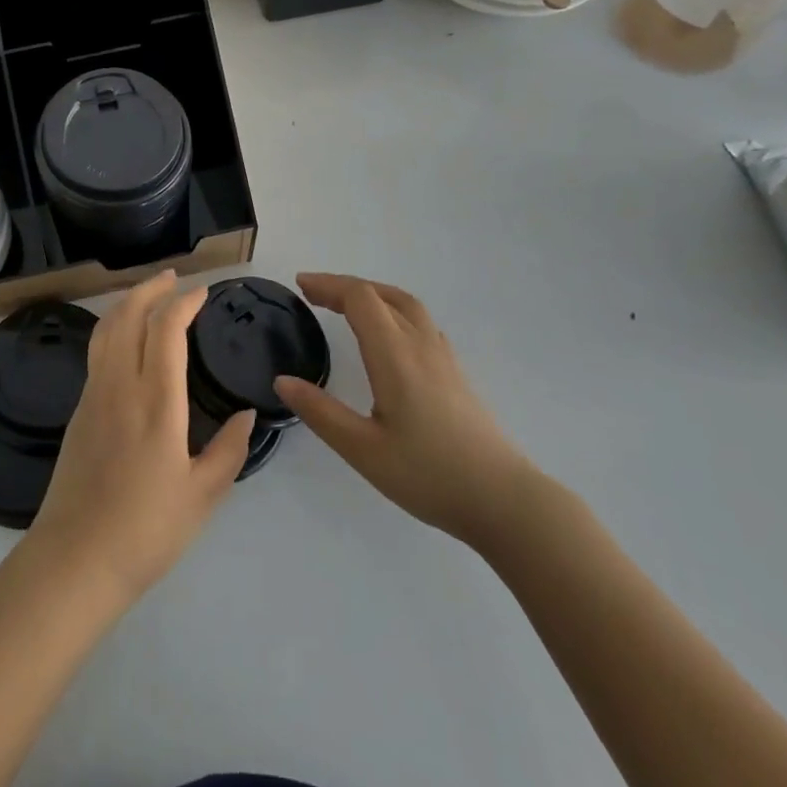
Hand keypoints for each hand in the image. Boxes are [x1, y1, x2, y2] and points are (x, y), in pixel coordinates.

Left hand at [26, 271, 255, 602]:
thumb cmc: (146, 529)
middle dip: (151, 289)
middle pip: (129, 316)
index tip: (202, 293)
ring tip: (147, 294)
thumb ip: (229, 449)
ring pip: (106, 329)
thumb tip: (249, 415)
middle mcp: (120, 385)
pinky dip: (113, 328)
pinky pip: (96, 351)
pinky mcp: (78, 409)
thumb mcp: (203, 495)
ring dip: (127, 303)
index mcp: (157, 401)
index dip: (184, 303)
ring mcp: (93, 394)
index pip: (167, 329)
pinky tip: (125, 338)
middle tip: (172, 277)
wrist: (76, 558)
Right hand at [275, 273, 539, 548]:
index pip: (360, 299)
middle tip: (314, 294)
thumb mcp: (363, 450)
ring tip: (346, 306)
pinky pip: (421, 322)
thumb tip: (282, 381)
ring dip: (372, 295)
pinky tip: (388, 336)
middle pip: (382, 294)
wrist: (504, 500)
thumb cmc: (429, 475)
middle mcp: (420, 345)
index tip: (300, 286)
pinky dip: (393, 311)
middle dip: (345, 287)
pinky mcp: (456, 373)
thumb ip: (320, 412)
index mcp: (395, 355)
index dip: (328, 285)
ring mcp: (444, 357)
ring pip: (406, 305)